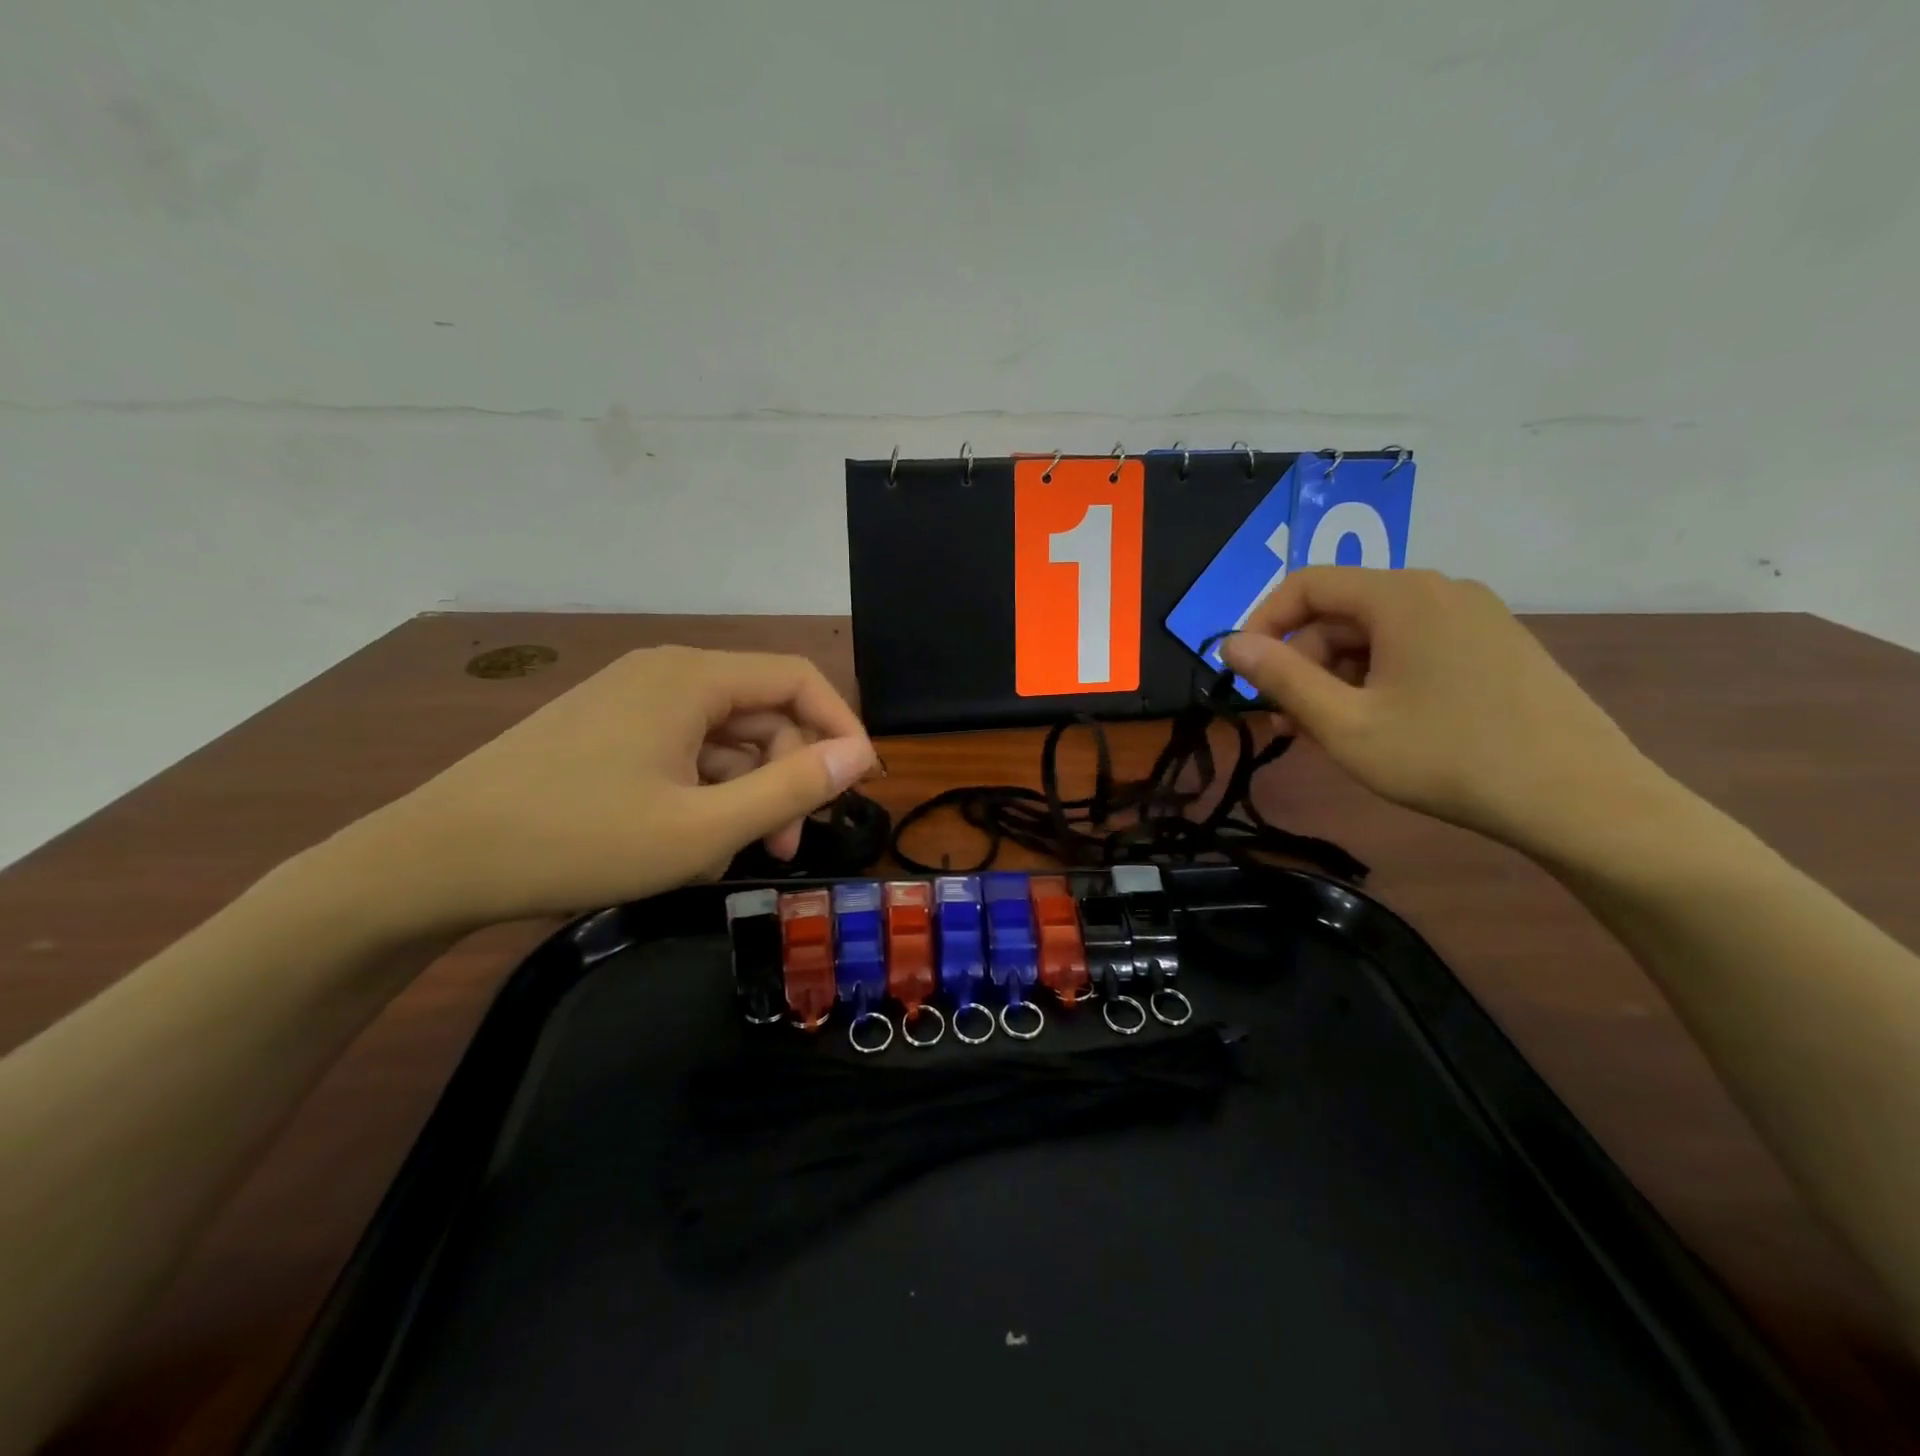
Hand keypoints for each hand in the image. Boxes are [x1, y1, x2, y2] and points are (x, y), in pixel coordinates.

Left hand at [339, 647, 875, 934]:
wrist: (436, 860)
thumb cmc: (580, 841)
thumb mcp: (704, 828)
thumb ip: (792, 789)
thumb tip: (860, 755)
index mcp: (694, 678)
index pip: (799, 680)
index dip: (840, 728)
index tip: (857, 786)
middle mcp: (668, 673)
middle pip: (763, 710)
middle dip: (788, 774)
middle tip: (787, 845)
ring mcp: (633, 699)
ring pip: (724, 735)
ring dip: (746, 790)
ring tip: (732, 853)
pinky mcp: (610, 728)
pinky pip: (685, 749)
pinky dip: (705, 790)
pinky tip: (690, 840)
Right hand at [1221, 568, 1664, 853]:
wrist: (1581, 800)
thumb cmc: (1447, 758)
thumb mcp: (1345, 725)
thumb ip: (1281, 679)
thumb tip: (1229, 643)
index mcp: (1401, 596)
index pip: (1306, 585)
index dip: (1262, 625)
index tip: (1243, 675)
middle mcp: (1439, 590)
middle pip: (1342, 612)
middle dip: (1302, 663)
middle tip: (1285, 722)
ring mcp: (1474, 617)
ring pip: (1376, 634)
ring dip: (1337, 678)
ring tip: (1327, 733)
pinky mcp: (1496, 646)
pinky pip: (1413, 648)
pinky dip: (1378, 680)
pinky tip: (1377, 726)